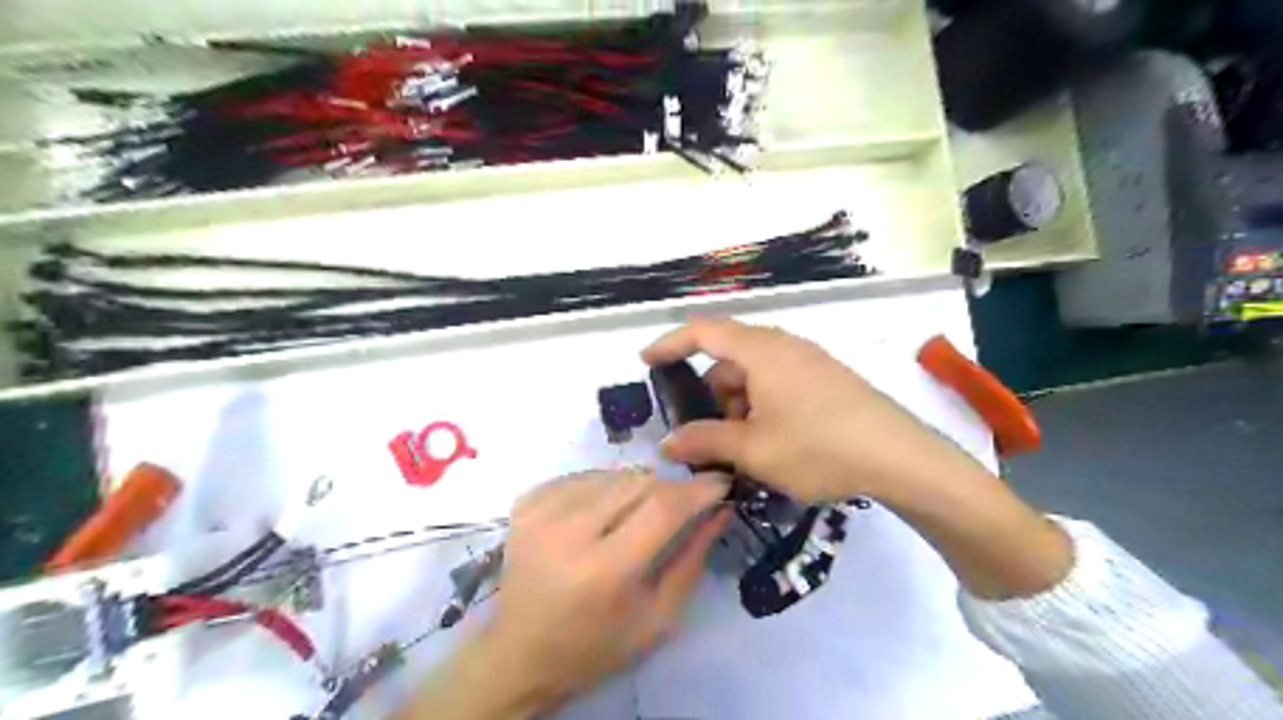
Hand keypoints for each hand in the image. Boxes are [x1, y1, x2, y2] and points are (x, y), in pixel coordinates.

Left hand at [423, 467, 731, 714]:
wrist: (520, 653)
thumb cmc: (596, 646)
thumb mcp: (657, 618)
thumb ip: (692, 559)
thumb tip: (720, 509)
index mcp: (603, 571)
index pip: (662, 508)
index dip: (697, 490)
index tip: (721, 483)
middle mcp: (567, 532)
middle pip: (638, 482)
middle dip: (669, 489)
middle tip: (682, 506)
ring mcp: (541, 511)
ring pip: (613, 474)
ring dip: (638, 488)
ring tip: (638, 516)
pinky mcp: (527, 501)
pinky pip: (585, 476)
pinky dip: (606, 487)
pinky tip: (604, 514)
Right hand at [641, 320, 991, 504]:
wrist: (899, 458)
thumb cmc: (818, 447)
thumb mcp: (753, 450)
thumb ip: (704, 442)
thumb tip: (666, 445)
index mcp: (761, 351)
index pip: (703, 332)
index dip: (670, 344)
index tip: (646, 362)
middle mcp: (784, 346)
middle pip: (729, 357)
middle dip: (709, 393)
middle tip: (705, 433)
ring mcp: (809, 360)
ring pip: (755, 373)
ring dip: (737, 404)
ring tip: (741, 448)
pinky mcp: (826, 378)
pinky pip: (778, 382)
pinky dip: (761, 404)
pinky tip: (770, 442)